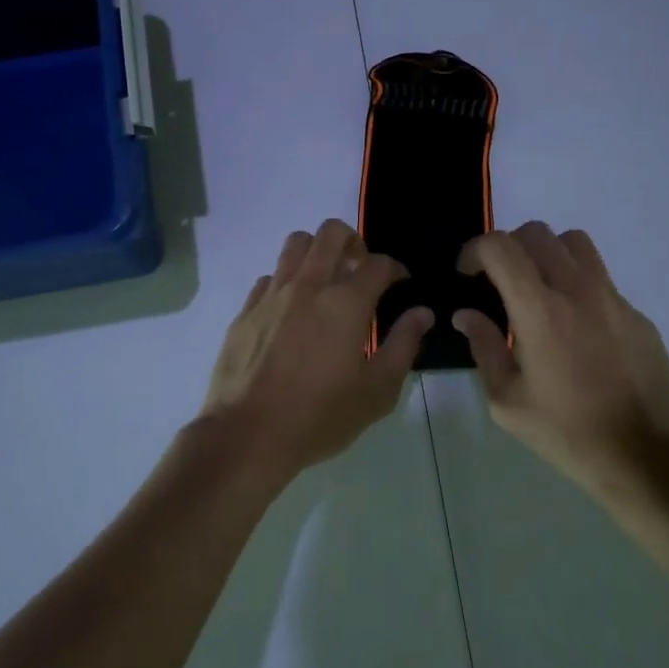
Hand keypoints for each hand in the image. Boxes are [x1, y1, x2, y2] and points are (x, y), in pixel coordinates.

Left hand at [199, 220, 433, 479]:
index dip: (395, 268)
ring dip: (317, 252)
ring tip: (325, 280)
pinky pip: (270, 277)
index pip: (378, 263)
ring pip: (296, 244)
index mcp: (346, 302)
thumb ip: (403, 345)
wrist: (247, 434)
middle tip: (360, 269)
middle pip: (332, 233)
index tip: (400, 283)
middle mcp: (308, 285)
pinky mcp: (246, 310)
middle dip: (354, 242)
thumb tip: (422, 313)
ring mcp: (273, 294)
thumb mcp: (377, 391)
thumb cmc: (320, 416)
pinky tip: (292, 309)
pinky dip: (287, 281)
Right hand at [454, 223, 668, 503]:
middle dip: (508, 247)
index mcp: (540, 310)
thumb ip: (484, 347)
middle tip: (498, 281)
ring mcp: (614, 299)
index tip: (467, 274)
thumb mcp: (508, 401)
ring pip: (576, 244)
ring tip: (538, 290)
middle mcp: (579, 291)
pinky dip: (578, 285)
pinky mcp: (637, 316)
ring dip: (547, 254)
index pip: (501, 247)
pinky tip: (576, 330)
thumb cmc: (567, 434)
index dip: (475, 250)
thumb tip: (467, 314)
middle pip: (538, 233)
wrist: (647, 459)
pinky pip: (602, 279)